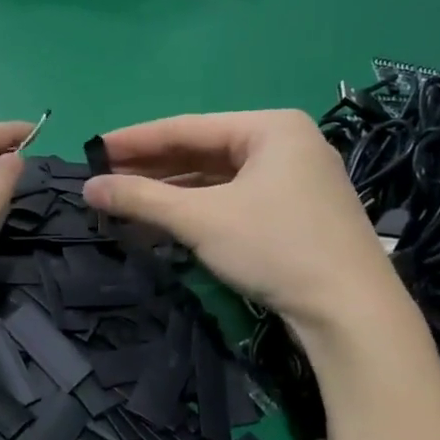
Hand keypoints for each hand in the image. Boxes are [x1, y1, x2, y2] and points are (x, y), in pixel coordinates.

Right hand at [82, 111, 403, 338]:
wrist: (351, 312)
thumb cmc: (275, 247)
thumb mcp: (200, 220)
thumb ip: (141, 199)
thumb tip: (87, 188)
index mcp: (269, 127)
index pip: (187, 127)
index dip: (134, 140)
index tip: (93, 150)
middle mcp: (285, 144)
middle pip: (202, 151)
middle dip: (151, 168)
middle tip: (103, 177)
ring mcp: (294, 179)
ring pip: (217, 178)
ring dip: (171, 191)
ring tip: (124, 201)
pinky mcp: (295, 212)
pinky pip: (233, 199)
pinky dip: (197, 209)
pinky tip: (164, 220)